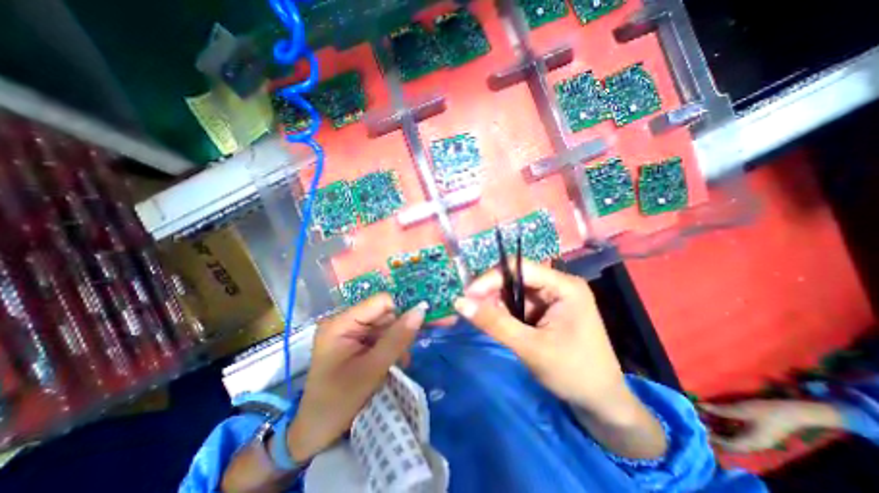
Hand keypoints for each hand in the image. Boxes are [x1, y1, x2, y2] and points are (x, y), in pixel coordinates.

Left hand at [287, 292, 428, 461]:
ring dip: (396, 341)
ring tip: (398, 363)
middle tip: (405, 353)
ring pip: (385, 325)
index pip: (380, 302)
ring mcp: (350, 332)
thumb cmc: (339, 402)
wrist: (316, 433)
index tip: (416, 328)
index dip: (401, 311)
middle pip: (384, 313)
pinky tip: (393, 363)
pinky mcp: (355, 342)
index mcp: (341, 322)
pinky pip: (381, 335)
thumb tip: (421, 310)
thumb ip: (397, 339)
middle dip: (399, 330)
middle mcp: (345, 321)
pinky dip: (391, 347)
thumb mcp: (372, 370)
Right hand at [453, 260, 631, 417]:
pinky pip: (517, 304)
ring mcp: (551, 297)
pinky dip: (503, 313)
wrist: (601, 402)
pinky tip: (494, 322)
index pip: (520, 268)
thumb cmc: (573, 373)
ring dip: (495, 304)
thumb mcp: (531, 348)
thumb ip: (494, 323)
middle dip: (491, 292)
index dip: (491, 278)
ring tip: (480, 318)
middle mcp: (557, 285)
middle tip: (470, 309)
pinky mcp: (545, 310)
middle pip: (515, 278)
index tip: (468, 295)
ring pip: (513, 291)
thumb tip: (459, 302)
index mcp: (564, 286)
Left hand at [702, 398, 844, 452]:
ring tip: (703, 418)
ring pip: (733, 437)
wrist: (792, 412)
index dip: (713, 437)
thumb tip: (699, 406)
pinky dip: (725, 426)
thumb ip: (719, 409)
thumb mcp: (739, 410)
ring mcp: (756, 439)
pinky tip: (714, 417)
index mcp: (751, 442)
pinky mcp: (757, 432)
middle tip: (698, 422)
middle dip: (714, 433)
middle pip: (730, 443)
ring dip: (718, 429)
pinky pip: (737, 432)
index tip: (698, 427)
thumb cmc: (765, 412)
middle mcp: (754, 444)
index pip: (729, 445)